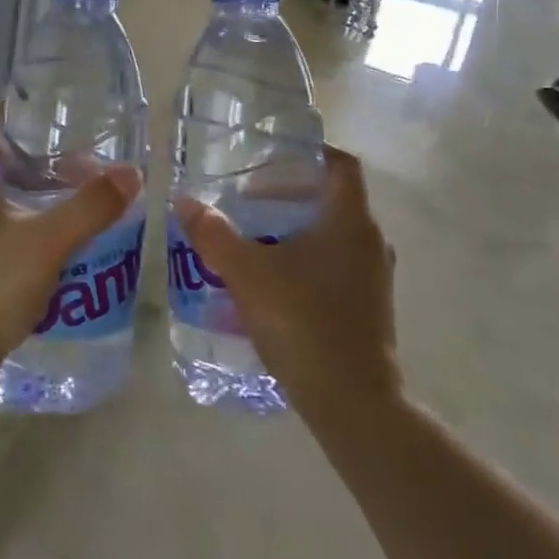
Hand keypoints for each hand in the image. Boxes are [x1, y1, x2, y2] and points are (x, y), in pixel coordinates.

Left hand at [0, 104, 141, 400]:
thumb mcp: (48, 243)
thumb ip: (90, 207)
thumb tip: (131, 173)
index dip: (14, 110)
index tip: (51, 112)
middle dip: (35, 155)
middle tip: (79, 159)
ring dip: (30, 191)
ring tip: (72, 196)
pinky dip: (21, 221)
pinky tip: (51, 240)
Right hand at [176, 147, 399, 417]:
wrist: (353, 404)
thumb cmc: (304, 323)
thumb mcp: (247, 274)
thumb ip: (214, 234)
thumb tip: (184, 202)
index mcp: (350, 221)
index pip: (339, 164)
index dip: (309, 153)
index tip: (272, 158)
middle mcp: (370, 241)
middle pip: (331, 198)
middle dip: (289, 194)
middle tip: (247, 201)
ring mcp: (374, 276)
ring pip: (333, 234)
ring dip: (295, 229)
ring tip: (253, 239)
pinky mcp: (369, 307)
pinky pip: (336, 265)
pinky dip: (306, 260)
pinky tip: (272, 281)